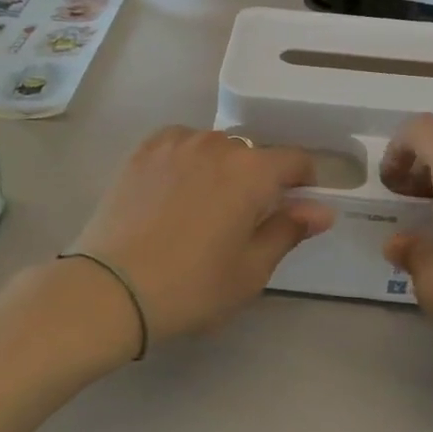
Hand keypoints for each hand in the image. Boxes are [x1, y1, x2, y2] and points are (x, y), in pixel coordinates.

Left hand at [72, 128, 335, 341]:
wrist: (110, 289)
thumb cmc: (191, 286)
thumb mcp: (251, 269)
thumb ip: (289, 230)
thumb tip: (322, 209)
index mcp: (252, 171)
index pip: (294, 160)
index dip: (303, 182)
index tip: (294, 207)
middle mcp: (216, 144)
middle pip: (252, 154)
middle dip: (257, 180)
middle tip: (241, 221)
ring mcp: (175, 143)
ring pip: (214, 148)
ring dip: (220, 169)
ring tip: (201, 208)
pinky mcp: (143, 150)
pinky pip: (180, 145)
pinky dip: (187, 161)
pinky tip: (174, 192)